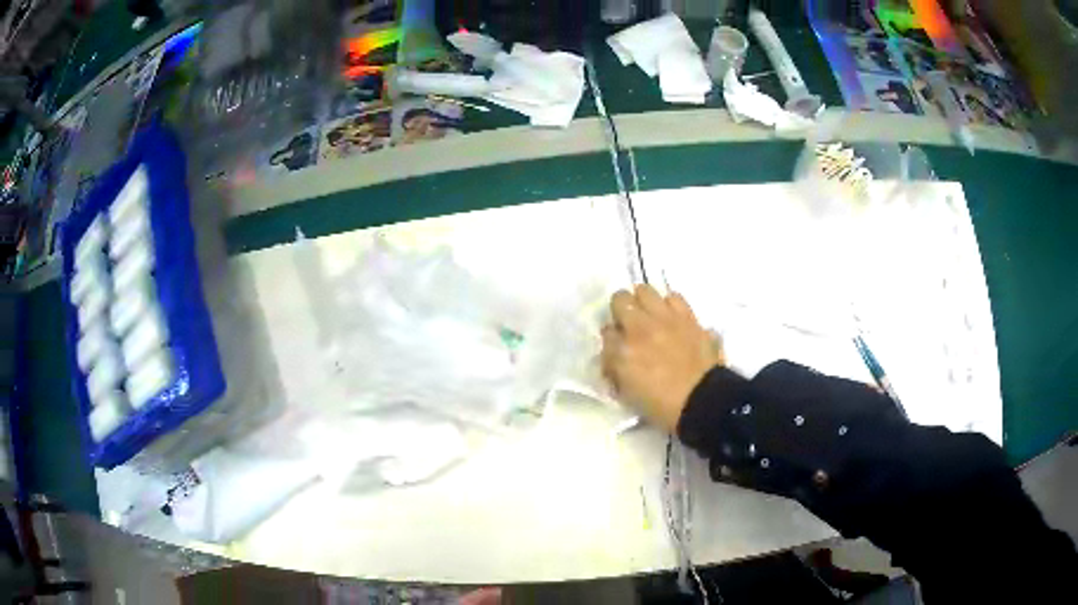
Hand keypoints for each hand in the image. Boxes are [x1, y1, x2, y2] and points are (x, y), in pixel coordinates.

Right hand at [600, 285, 724, 432]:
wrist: (704, 402)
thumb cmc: (663, 406)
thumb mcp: (628, 394)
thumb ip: (616, 369)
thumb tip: (615, 353)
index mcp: (622, 351)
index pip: (606, 332)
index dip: (611, 340)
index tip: (617, 349)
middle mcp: (640, 328)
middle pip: (620, 299)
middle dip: (621, 311)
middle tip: (629, 326)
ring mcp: (665, 318)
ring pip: (645, 290)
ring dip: (644, 302)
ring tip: (650, 317)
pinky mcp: (688, 316)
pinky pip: (673, 297)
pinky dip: (669, 305)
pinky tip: (672, 318)